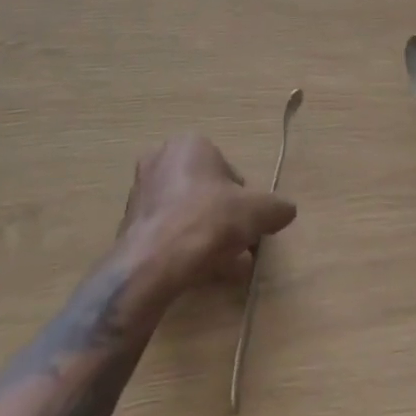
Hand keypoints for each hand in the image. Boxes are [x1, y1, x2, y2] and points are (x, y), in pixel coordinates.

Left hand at [120, 134, 296, 297]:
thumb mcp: (257, 212)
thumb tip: (286, 210)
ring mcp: (141, 191)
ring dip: (207, 233)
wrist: (152, 265)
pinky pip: (169, 232)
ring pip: (188, 212)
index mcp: (190, 144)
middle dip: (225, 217)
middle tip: (239, 244)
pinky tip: (200, 271)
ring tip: (224, 265)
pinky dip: (185, 246)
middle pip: (207, 191)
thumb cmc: (207, 221)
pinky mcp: (130, 224)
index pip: (230, 171)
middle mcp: (161, 159)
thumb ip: (276, 207)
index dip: (245, 200)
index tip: (250, 225)